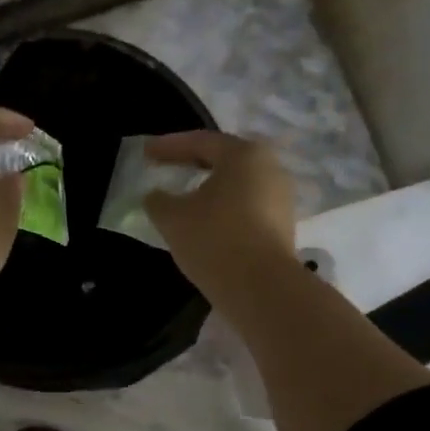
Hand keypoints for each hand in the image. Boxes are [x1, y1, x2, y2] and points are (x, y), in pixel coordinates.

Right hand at [142, 131, 297, 301]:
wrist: (261, 288)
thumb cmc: (214, 239)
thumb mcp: (172, 218)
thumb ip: (158, 200)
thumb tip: (156, 196)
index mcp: (244, 155)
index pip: (200, 142)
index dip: (169, 146)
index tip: (145, 152)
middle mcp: (269, 168)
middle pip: (224, 160)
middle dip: (192, 163)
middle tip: (166, 168)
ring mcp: (281, 198)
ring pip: (237, 185)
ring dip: (209, 189)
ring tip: (184, 198)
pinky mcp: (283, 226)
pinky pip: (246, 207)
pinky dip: (223, 209)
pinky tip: (205, 222)